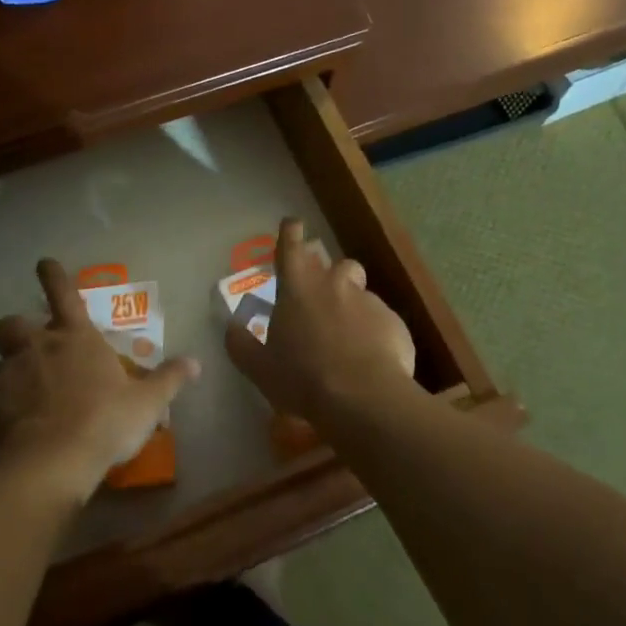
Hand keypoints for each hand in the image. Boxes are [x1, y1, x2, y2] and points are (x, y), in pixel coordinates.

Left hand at [0, 258, 198, 502]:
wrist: (52, 461)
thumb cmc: (104, 422)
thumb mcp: (147, 403)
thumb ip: (169, 379)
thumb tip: (196, 363)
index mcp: (76, 337)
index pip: (62, 293)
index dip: (53, 275)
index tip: (43, 263)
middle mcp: (37, 345)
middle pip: (13, 323)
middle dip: (18, 330)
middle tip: (31, 349)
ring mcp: (9, 372)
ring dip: (8, 370)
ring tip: (22, 394)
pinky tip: (11, 424)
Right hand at [223, 218, 416, 420]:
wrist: (364, 399)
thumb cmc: (303, 378)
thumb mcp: (260, 368)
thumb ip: (241, 344)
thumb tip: (231, 328)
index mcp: (298, 287)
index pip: (291, 244)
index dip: (290, 232)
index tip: (292, 225)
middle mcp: (334, 283)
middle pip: (334, 264)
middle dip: (330, 276)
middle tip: (322, 302)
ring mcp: (367, 300)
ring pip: (360, 291)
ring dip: (353, 304)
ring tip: (349, 334)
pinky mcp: (393, 321)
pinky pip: (381, 320)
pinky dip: (374, 332)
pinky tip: (371, 359)